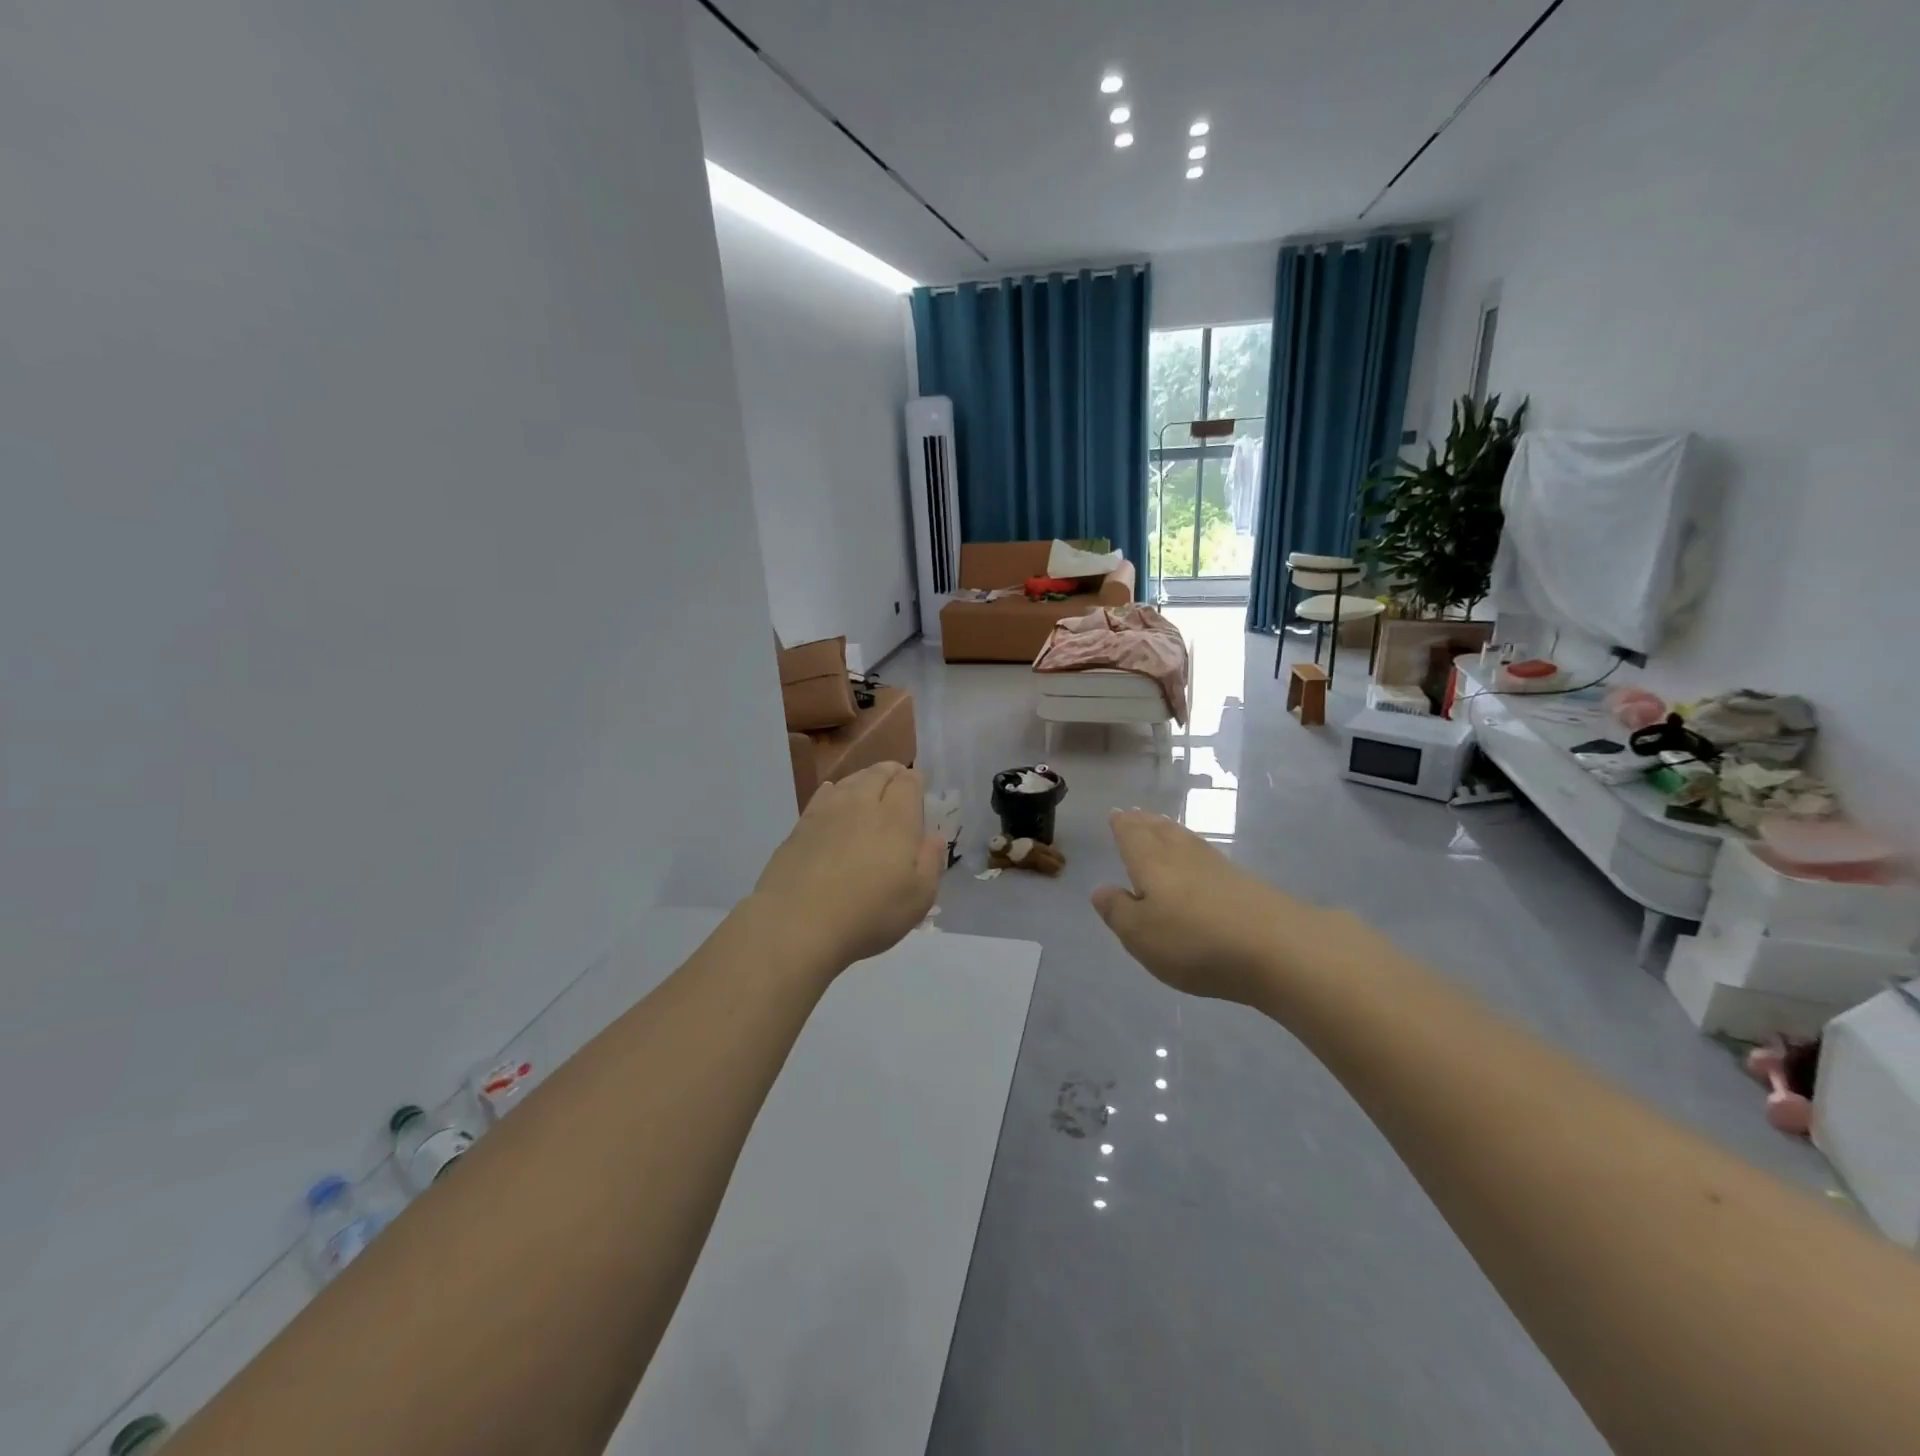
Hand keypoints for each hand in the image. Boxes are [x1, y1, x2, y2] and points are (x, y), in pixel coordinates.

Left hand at [751, 762, 944, 975]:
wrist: (796, 924)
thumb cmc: (868, 914)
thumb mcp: (918, 898)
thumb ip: (931, 862)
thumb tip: (934, 837)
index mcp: (896, 819)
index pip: (908, 782)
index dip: (915, 780)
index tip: (918, 786)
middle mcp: (861, 805)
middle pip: (877, 773)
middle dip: (891, 772)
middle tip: (896, 780)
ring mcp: (827, 812)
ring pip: (849, 780)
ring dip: (863, 779)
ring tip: (868, 788)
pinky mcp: (800, 826)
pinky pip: (822, 795)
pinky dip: (833, 791)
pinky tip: (833, 796)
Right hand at [1091, 809, 1308, 1004]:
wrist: (1278, 948)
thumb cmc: (1195, 941)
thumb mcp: (1140, 935)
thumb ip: (1118, 911)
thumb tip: (1100, 890)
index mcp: (1152, 863)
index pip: (1132, 835)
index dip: (1122, 825)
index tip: (1116, 813)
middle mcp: (1182, 856)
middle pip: (1160, 831)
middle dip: (1144, 822)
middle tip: (1134, 814)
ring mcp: (1217, 867)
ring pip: (1185, 840)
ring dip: (1169, 831)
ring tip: (1160, 826)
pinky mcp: (1244, 882)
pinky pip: (1206, 855)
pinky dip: (1193, 849)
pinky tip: (1197, 859)